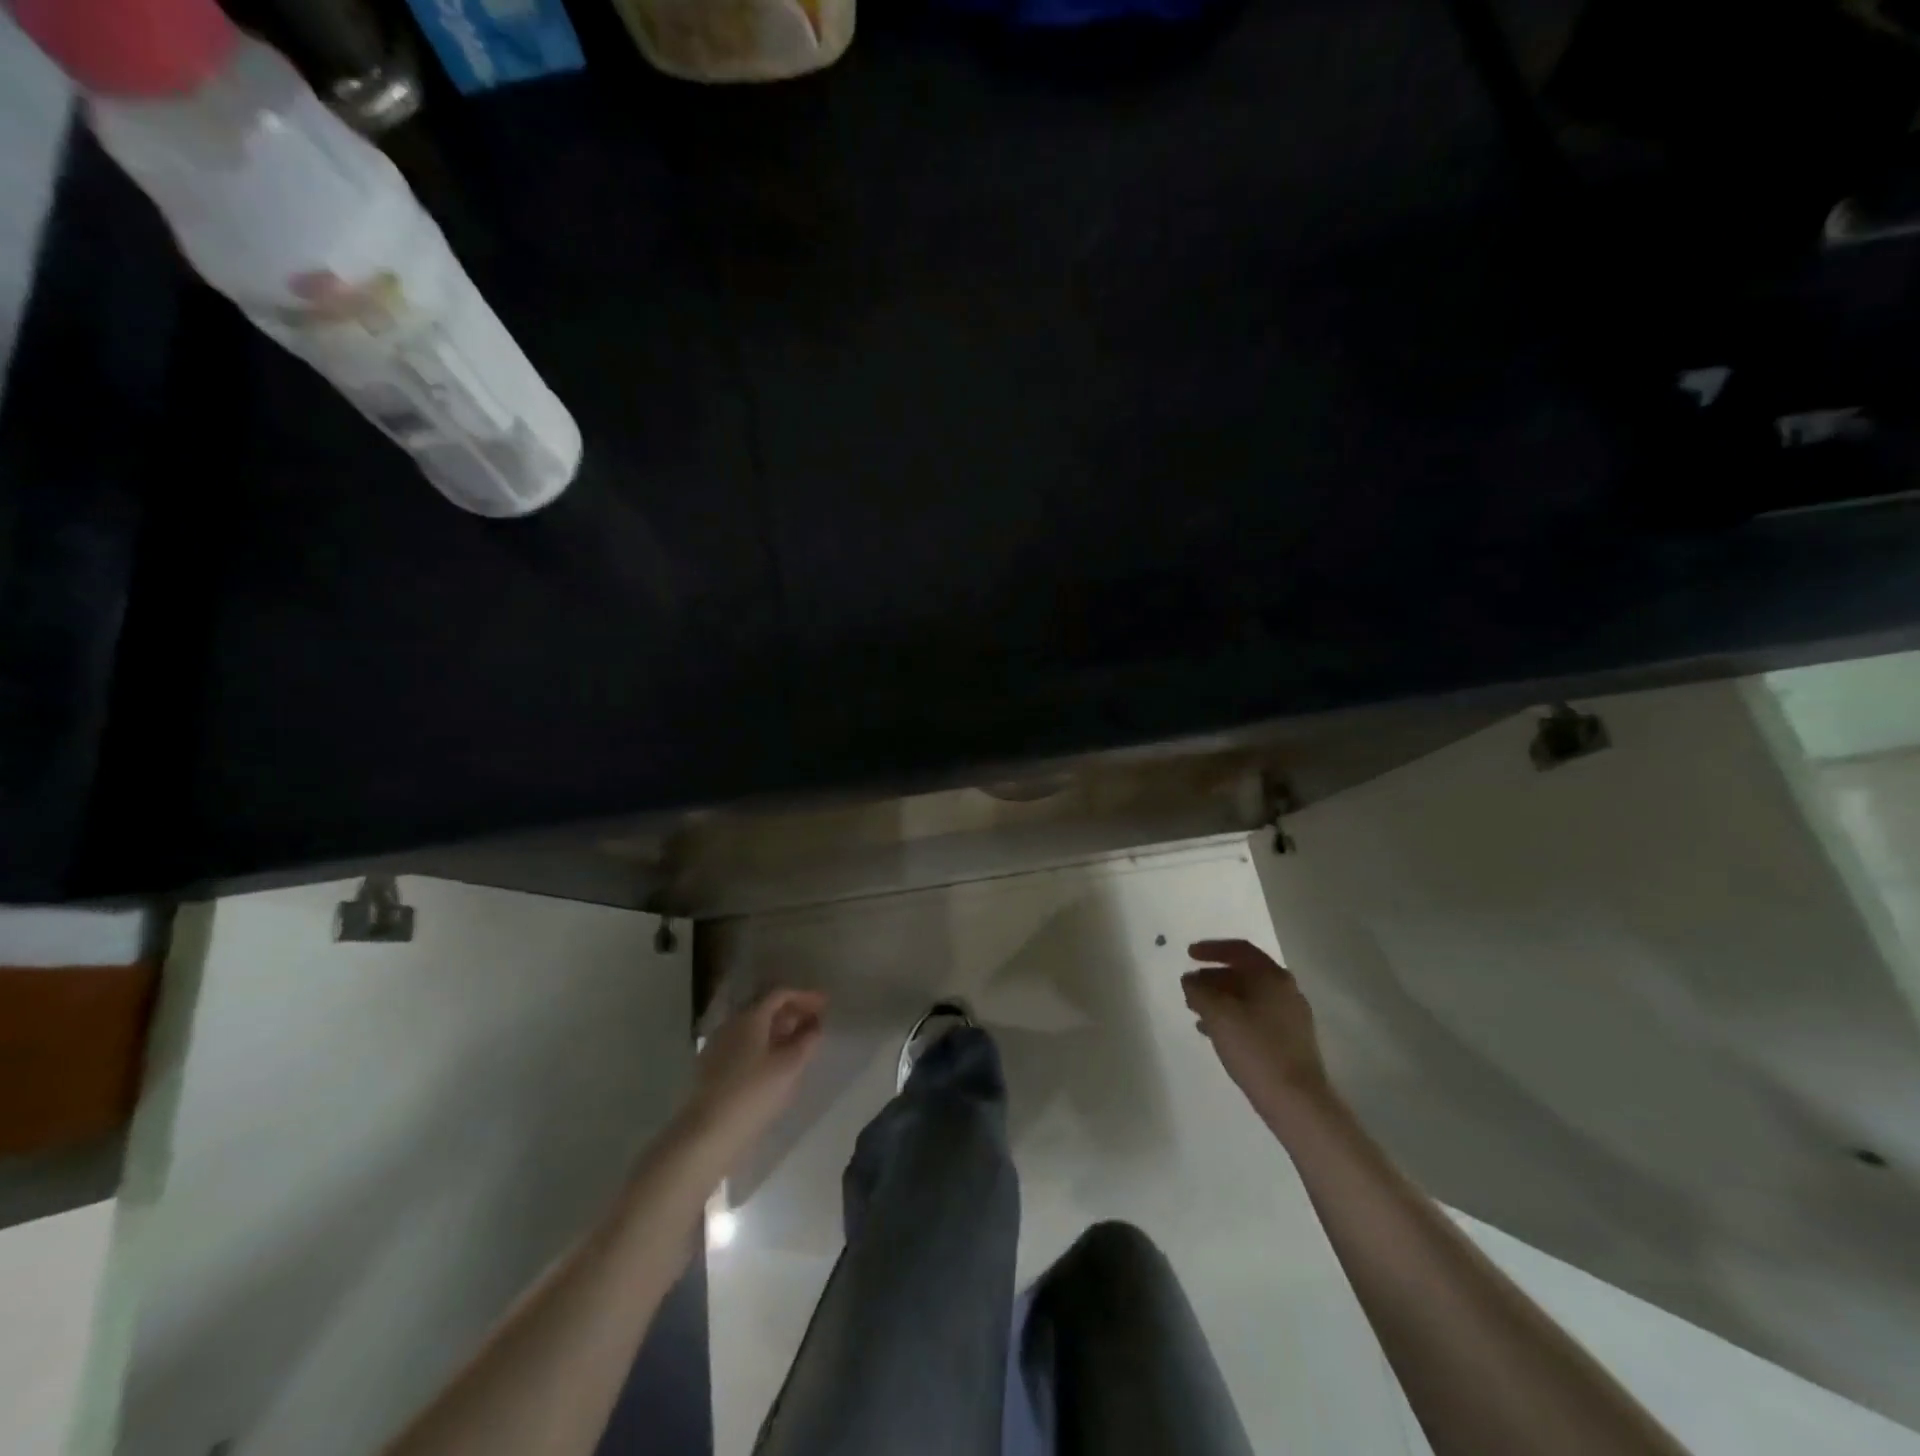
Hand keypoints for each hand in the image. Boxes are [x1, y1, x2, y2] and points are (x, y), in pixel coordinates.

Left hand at [681, 988, 825, 1154]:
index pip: (780, 995)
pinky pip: (745, 1044)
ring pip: (755, 1028)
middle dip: (793, 1012)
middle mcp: (732, 1024)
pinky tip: (776, 1062)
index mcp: (750, 1018)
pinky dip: (765, 1045)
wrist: (707, 1134)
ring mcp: (719, 1045)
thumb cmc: (753, 1094)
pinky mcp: (713, 1067)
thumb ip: (807, 1042)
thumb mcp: (789, 1067)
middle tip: (816, 1022)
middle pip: (766, 1009)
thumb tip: (815, 1026)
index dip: (805, 996)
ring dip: (780, 1030)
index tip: (825, 1004)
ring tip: (800, 1042)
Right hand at [1183, 939, 1331, 1119]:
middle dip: (1214, 976)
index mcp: (1272, 977)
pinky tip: (1216, 1033)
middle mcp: (1286, 991)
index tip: (1189, 954)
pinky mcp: (1291, 1041)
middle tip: (1190, 986)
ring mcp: (1292, 1017)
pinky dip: (1234, 1017)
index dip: (1212, 949)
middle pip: (1245, 973)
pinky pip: (1257, 1017)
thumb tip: (1190, 980)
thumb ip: (1199, 991)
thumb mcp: (1218, 1015)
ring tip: (1197, 1011)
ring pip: (1250, 997)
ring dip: (1222, 998)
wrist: (1298, 1102)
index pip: (1239, 950)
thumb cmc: (1255, 1049)